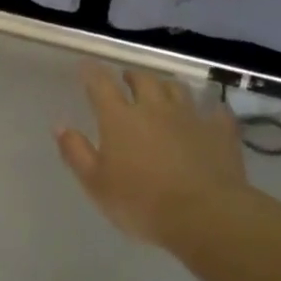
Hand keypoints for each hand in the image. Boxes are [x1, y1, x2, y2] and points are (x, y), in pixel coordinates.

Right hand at [56, 66, 251, 249]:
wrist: (204, 215)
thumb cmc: (141, 202)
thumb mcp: (96, 184)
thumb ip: (76, 152)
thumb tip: (60, 126)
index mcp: (119, 118)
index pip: (101, 84)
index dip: (91, 71)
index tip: (86, 65)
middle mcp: (154, 108)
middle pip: (142, 80)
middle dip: (132, 76)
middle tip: (126, 79)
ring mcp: (191, 117)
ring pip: (177, 89)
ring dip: (166, 86)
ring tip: (162, 91)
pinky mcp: (220, 132)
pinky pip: (215, 112)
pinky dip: (208, 110)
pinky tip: (208, 115)